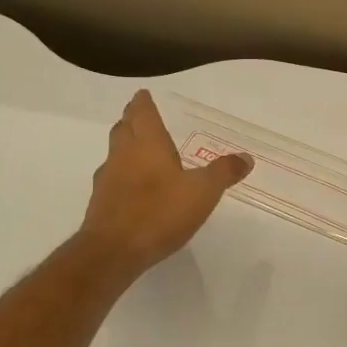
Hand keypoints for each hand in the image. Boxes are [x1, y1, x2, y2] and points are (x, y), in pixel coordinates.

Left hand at [78, 91, 251, 279]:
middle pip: (123, 128)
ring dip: (126, 147)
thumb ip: (223, 172)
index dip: (143, 102)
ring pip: (115, 153)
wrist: (113, 252)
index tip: (144, 95)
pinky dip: (122, 175)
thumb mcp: (202, 192)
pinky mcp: (100, 203)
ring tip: (141, 152)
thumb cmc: (159, 212)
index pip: (142, 112)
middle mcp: (123, 154)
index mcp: (147, 143)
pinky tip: (135, 189)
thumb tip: (246, 157)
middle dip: (132, 120)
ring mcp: (107, 179)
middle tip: (142, 118)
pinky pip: (112, 179)